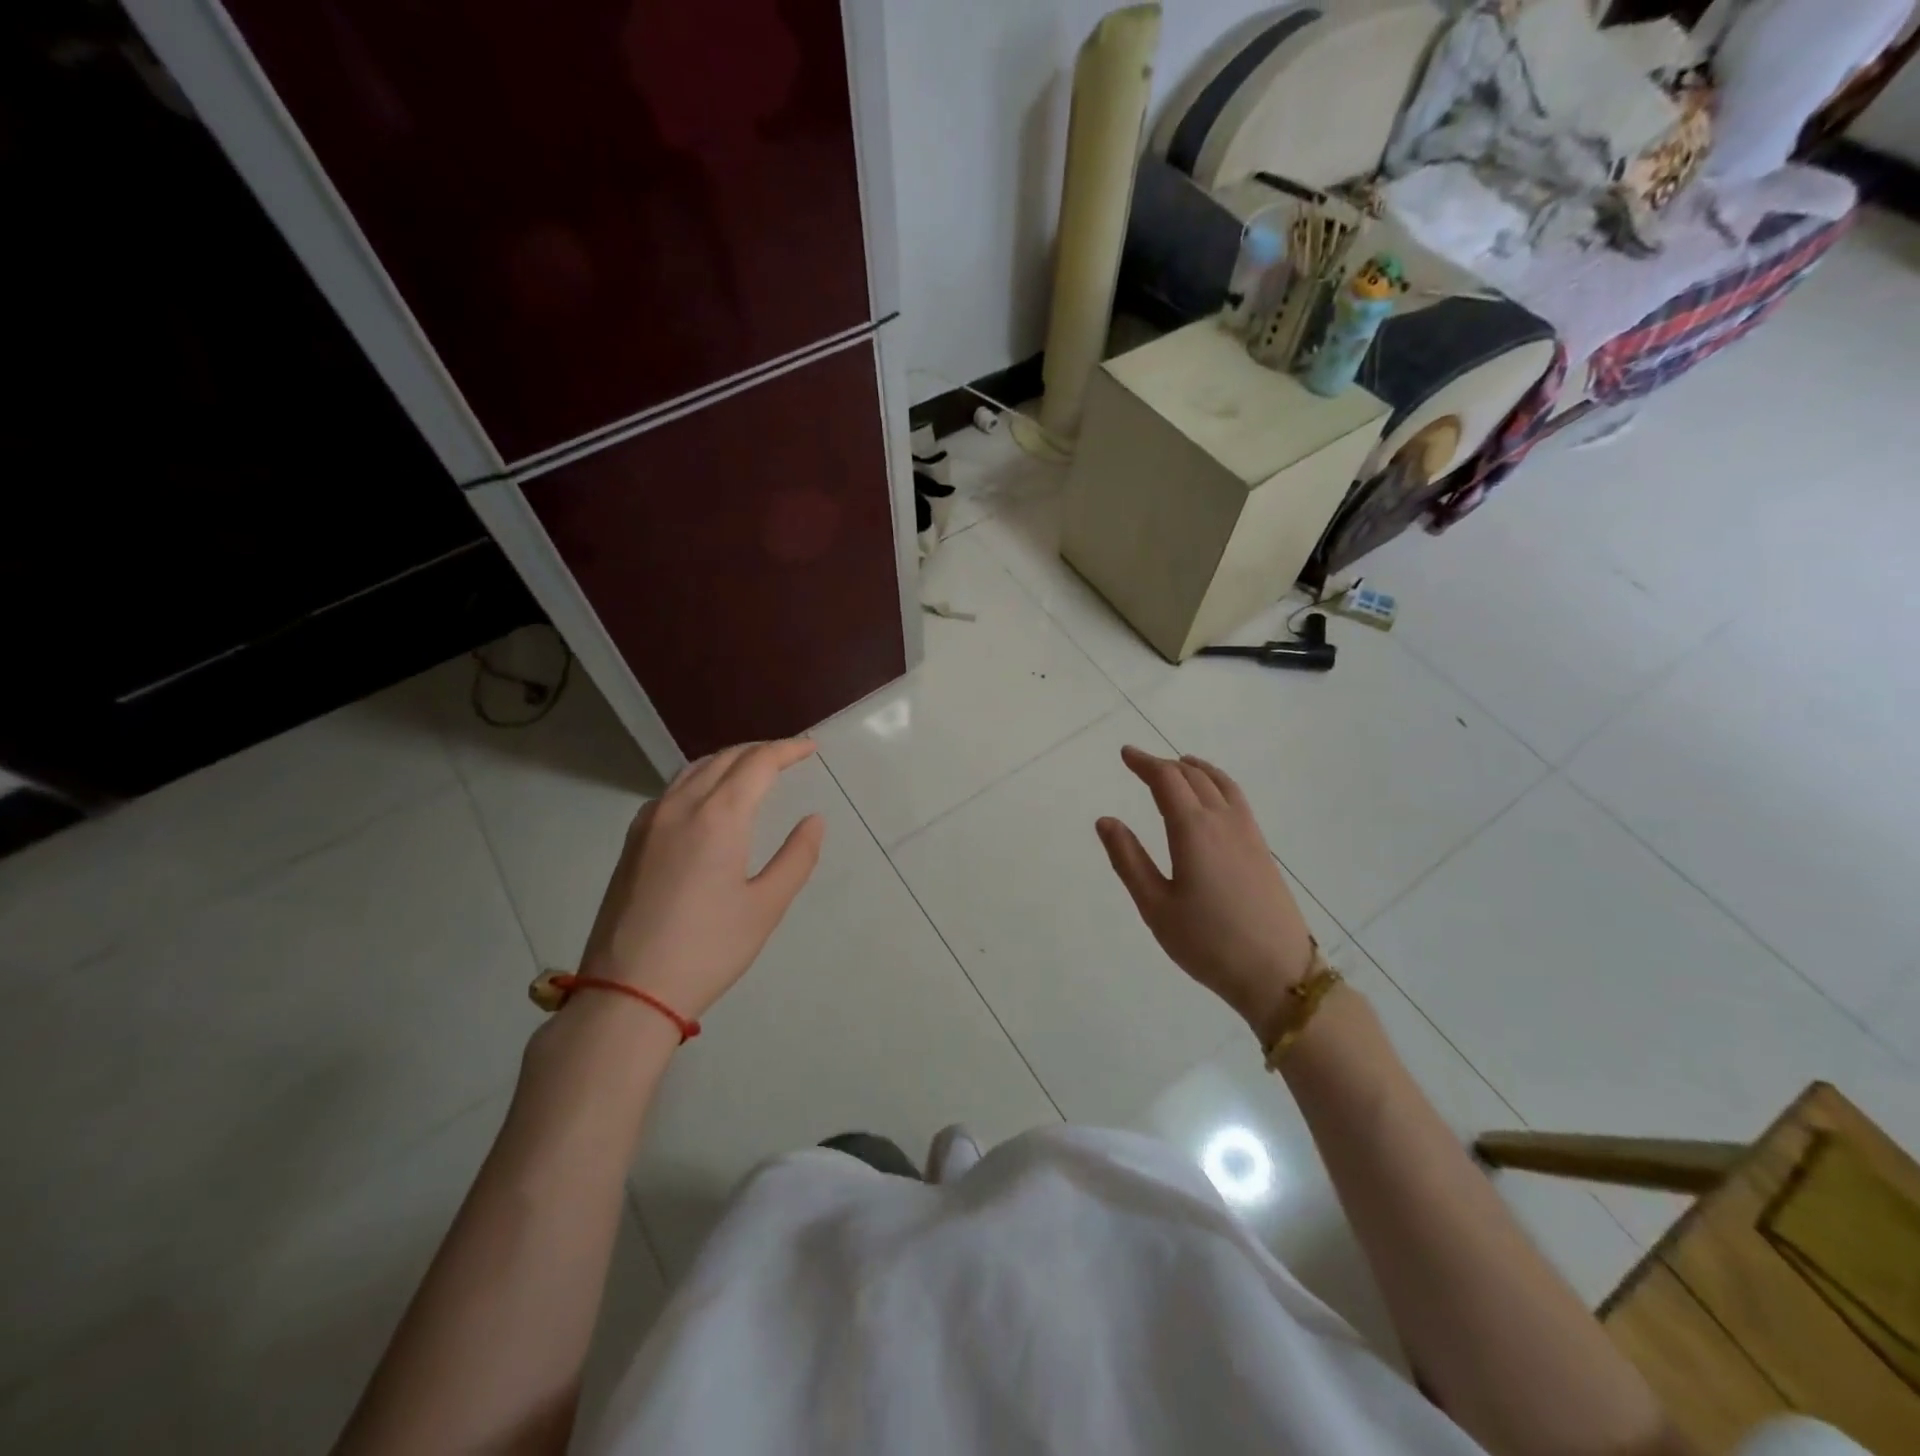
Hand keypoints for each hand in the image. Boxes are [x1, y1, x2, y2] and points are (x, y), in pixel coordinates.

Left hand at [576, 739, 825, 1020]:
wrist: (628, 992)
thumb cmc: (708, 950)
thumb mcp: (766, 906)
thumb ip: (796, 857)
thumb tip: (813, 820)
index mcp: (719, 817)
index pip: (758, 763)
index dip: (787, 749)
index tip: (810, 747)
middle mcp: (680, 806)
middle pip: (725, 759)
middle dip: (760, 751)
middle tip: (789, 756)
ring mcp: (650, 821)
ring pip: (694, 770)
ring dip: (729, 761)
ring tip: (754, 770)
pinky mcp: (633, 841)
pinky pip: (672, 790)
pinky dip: (701, 779)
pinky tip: (710, 799)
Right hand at [1096, 746, 1315, 1037]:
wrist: (1278, 973)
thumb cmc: (1208, 943)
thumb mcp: (1156, 906)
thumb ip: (1128, 859)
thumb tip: (1105, 820)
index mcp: (1193, 830)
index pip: (1167, 780)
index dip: (1145, 763)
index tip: (1126, 754)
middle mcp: (1223, 821)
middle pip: (1194, 776)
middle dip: (1165, 765)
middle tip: (1142, 764)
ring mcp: (1248, 834)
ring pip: (1220, 784)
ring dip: (1196, 769)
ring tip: (1180, 766)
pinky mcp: (1262, 850)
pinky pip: (1236, 799)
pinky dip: (1217, 784)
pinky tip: (1212, 800)